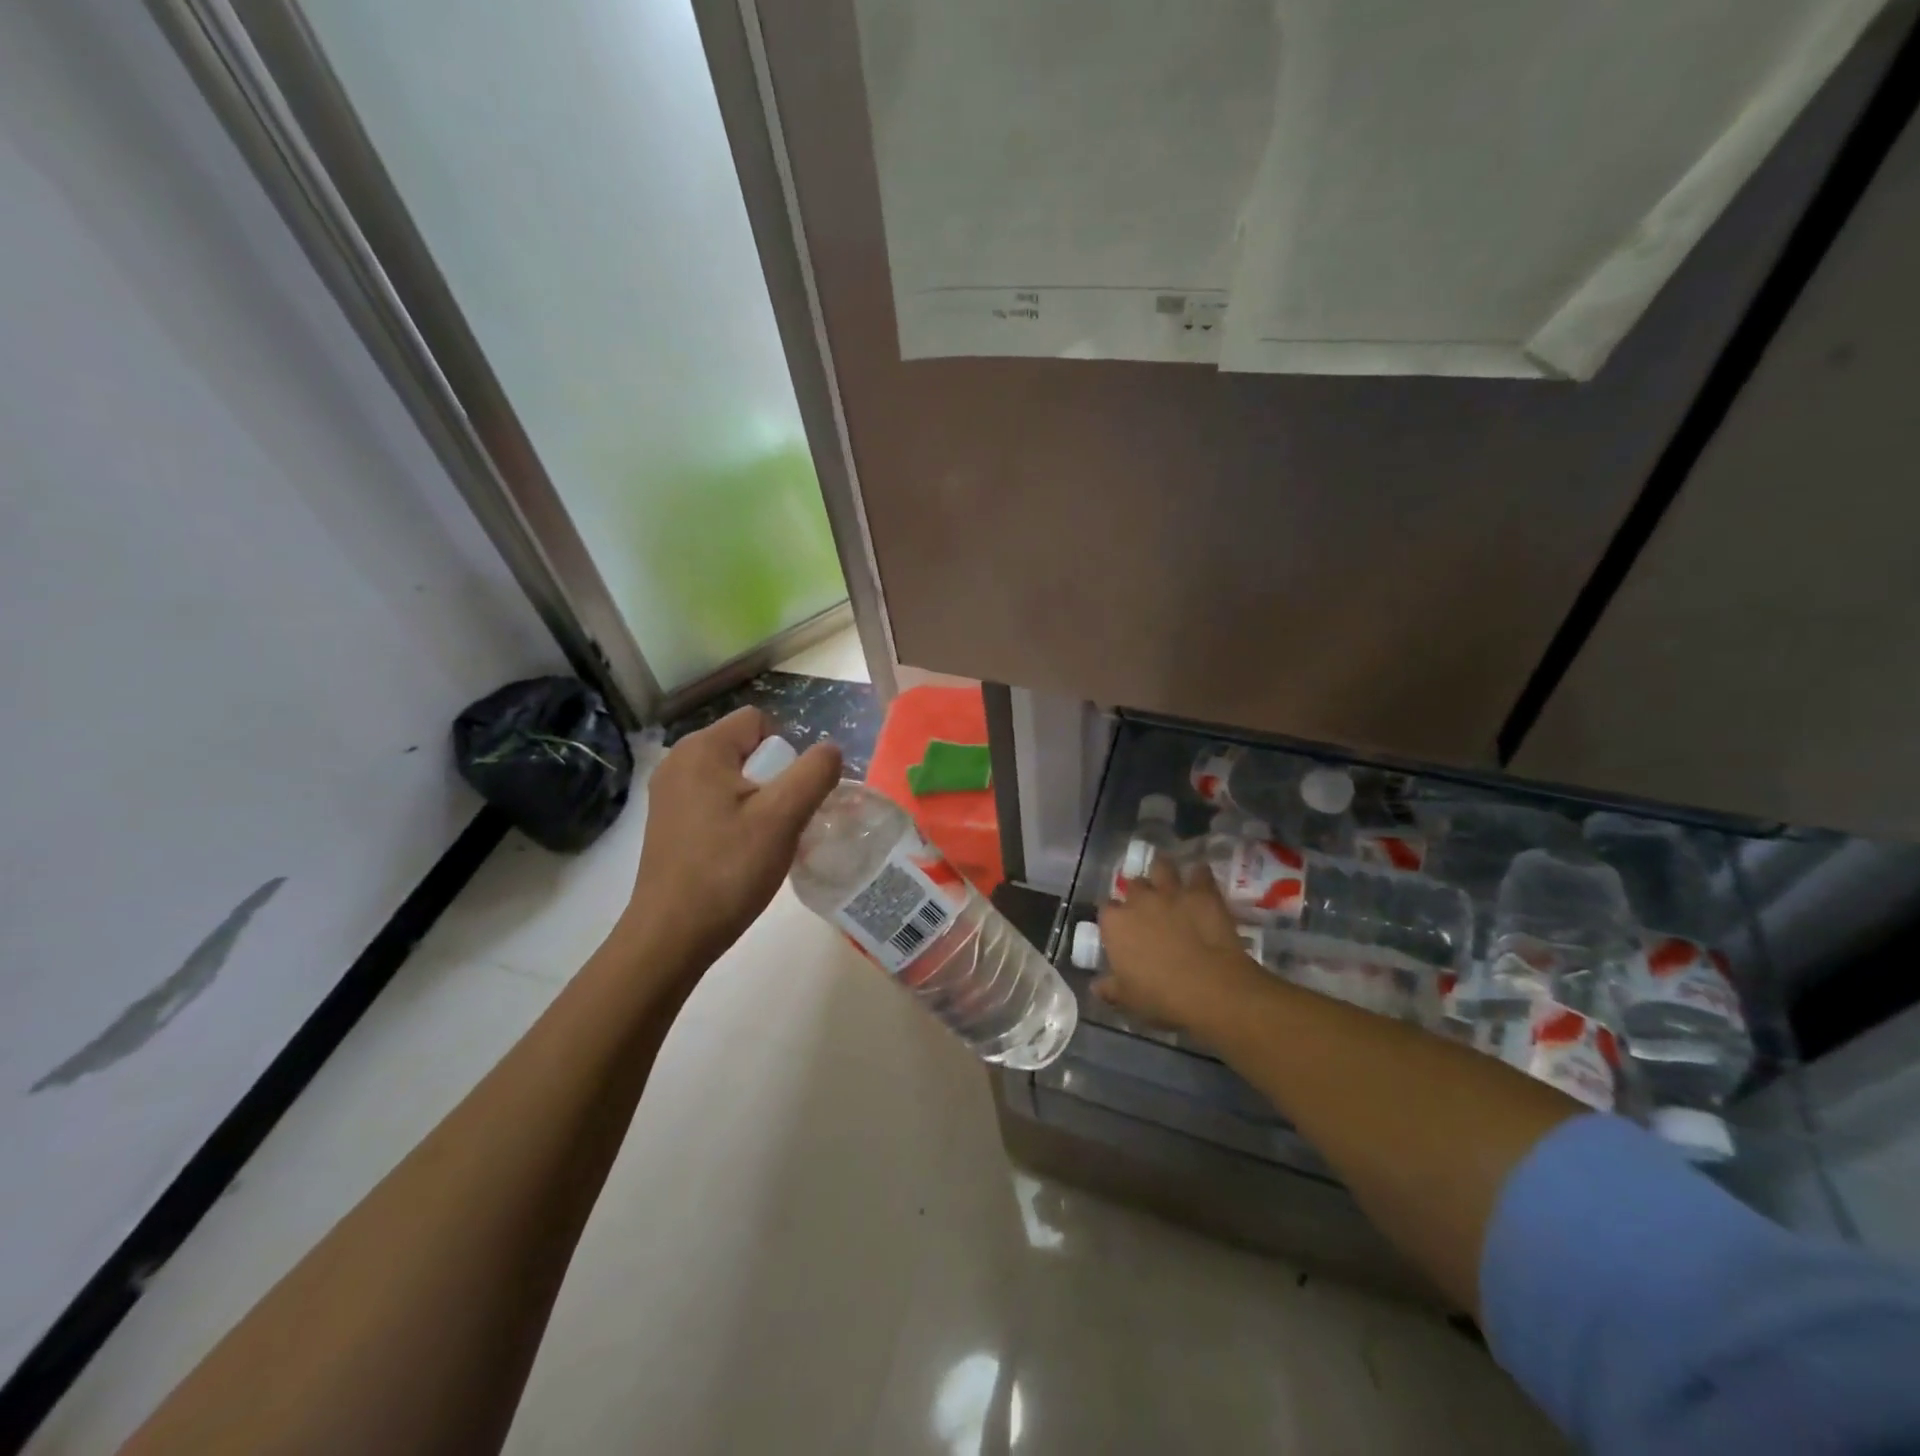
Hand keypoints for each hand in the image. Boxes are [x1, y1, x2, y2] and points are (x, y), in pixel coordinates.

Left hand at [623, 707, 840, 966]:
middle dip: (774, 779)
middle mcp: (679, 761)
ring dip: (759, 803)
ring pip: (734, 778)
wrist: (671, 935)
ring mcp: (669, 793)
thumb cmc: (728, 870)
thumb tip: (831, 750)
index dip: (785, 753)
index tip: (787, 798)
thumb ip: (814, 773)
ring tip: (763, 842)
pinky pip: (716, 802)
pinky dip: (736, 819)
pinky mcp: (668, 822)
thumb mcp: (783, 817)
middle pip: (747, 749)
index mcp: (702, 749)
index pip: (760, 722)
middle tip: (779, 824)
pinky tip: (739, 853)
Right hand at [1096, 856, 1264, 1031]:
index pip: (1106, 909)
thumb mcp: (1128, 1000)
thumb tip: (1096, 986)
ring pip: (1162, 867)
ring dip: (1164, 870)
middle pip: (1134, 885)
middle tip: (1147, 906)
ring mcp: (1171, 892)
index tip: (1121, 927)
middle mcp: (1139, 900)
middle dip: (1139, 893)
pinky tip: (1201, 879)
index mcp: (1116, 924)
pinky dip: (1200, 875)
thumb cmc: (1161, 997)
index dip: (1114, 916)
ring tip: (1168, 879)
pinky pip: (1200, 873)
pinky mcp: (1202, 893)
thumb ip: (1110, 988)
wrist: (1210, 988)